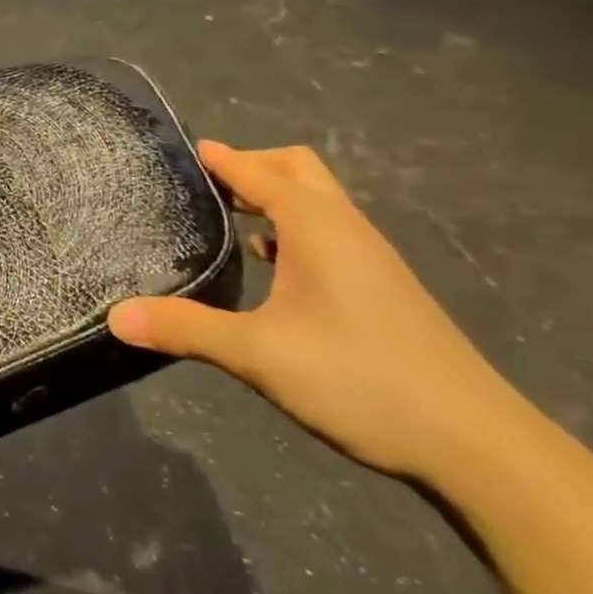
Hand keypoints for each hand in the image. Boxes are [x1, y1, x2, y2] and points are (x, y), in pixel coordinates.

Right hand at [108, 142, 527, 481]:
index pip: (259, 172)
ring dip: (273, 196)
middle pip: (297, 170)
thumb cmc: (362, 380)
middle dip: (251, 166)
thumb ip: (184, 328)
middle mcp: (346, 230)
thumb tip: (115, 316)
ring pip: (317, 202)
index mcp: (317, 227)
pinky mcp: (382, 288)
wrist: (477, 445)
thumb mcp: (258, 354)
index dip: (221, 158)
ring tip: (227, 215)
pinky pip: (328, 233)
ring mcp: (370, 259)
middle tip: (204, 184)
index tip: (184, 148)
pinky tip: (271, 264)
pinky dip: (292, 228)